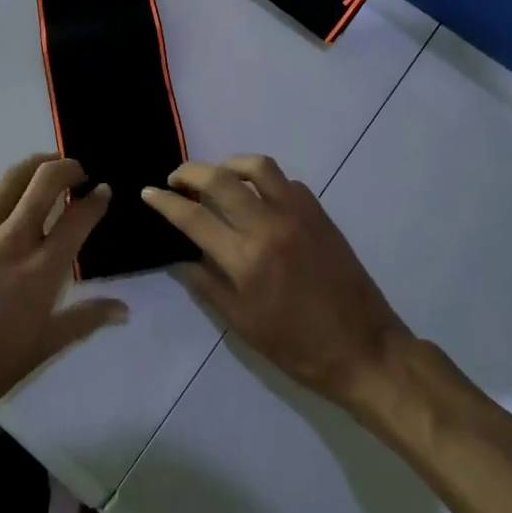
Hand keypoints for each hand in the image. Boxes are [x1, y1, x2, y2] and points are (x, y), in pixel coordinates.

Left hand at [0, 154, 126, 425]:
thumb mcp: (43, 348)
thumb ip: (85, 319)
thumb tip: (124, 310)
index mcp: (41, 271)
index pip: (78, 219)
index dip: (96, 200)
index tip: (103, 192)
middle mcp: (13, 241)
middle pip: (46, 182)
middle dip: (68, 168)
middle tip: (78, 173)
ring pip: (11, 178)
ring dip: (35, 165)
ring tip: (46, 168)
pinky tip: (3, 192)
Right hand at [142, 156, 409, 404]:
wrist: (363, 348)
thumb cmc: (297, 347)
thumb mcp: (242, 324)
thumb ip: (207, 285)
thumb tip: (181, 257)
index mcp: (246, 259)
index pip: (194, 217)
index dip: (165, 201)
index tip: (148, 192)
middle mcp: (270, 226)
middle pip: (220, 179)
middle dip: (190, 172)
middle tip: (176, 179)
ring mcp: (298, 214)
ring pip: (257, 166)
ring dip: (229, 164)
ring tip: (217, 177)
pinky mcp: (320, 213)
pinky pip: (286, 181)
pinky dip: (264, 181)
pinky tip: (258, 197)